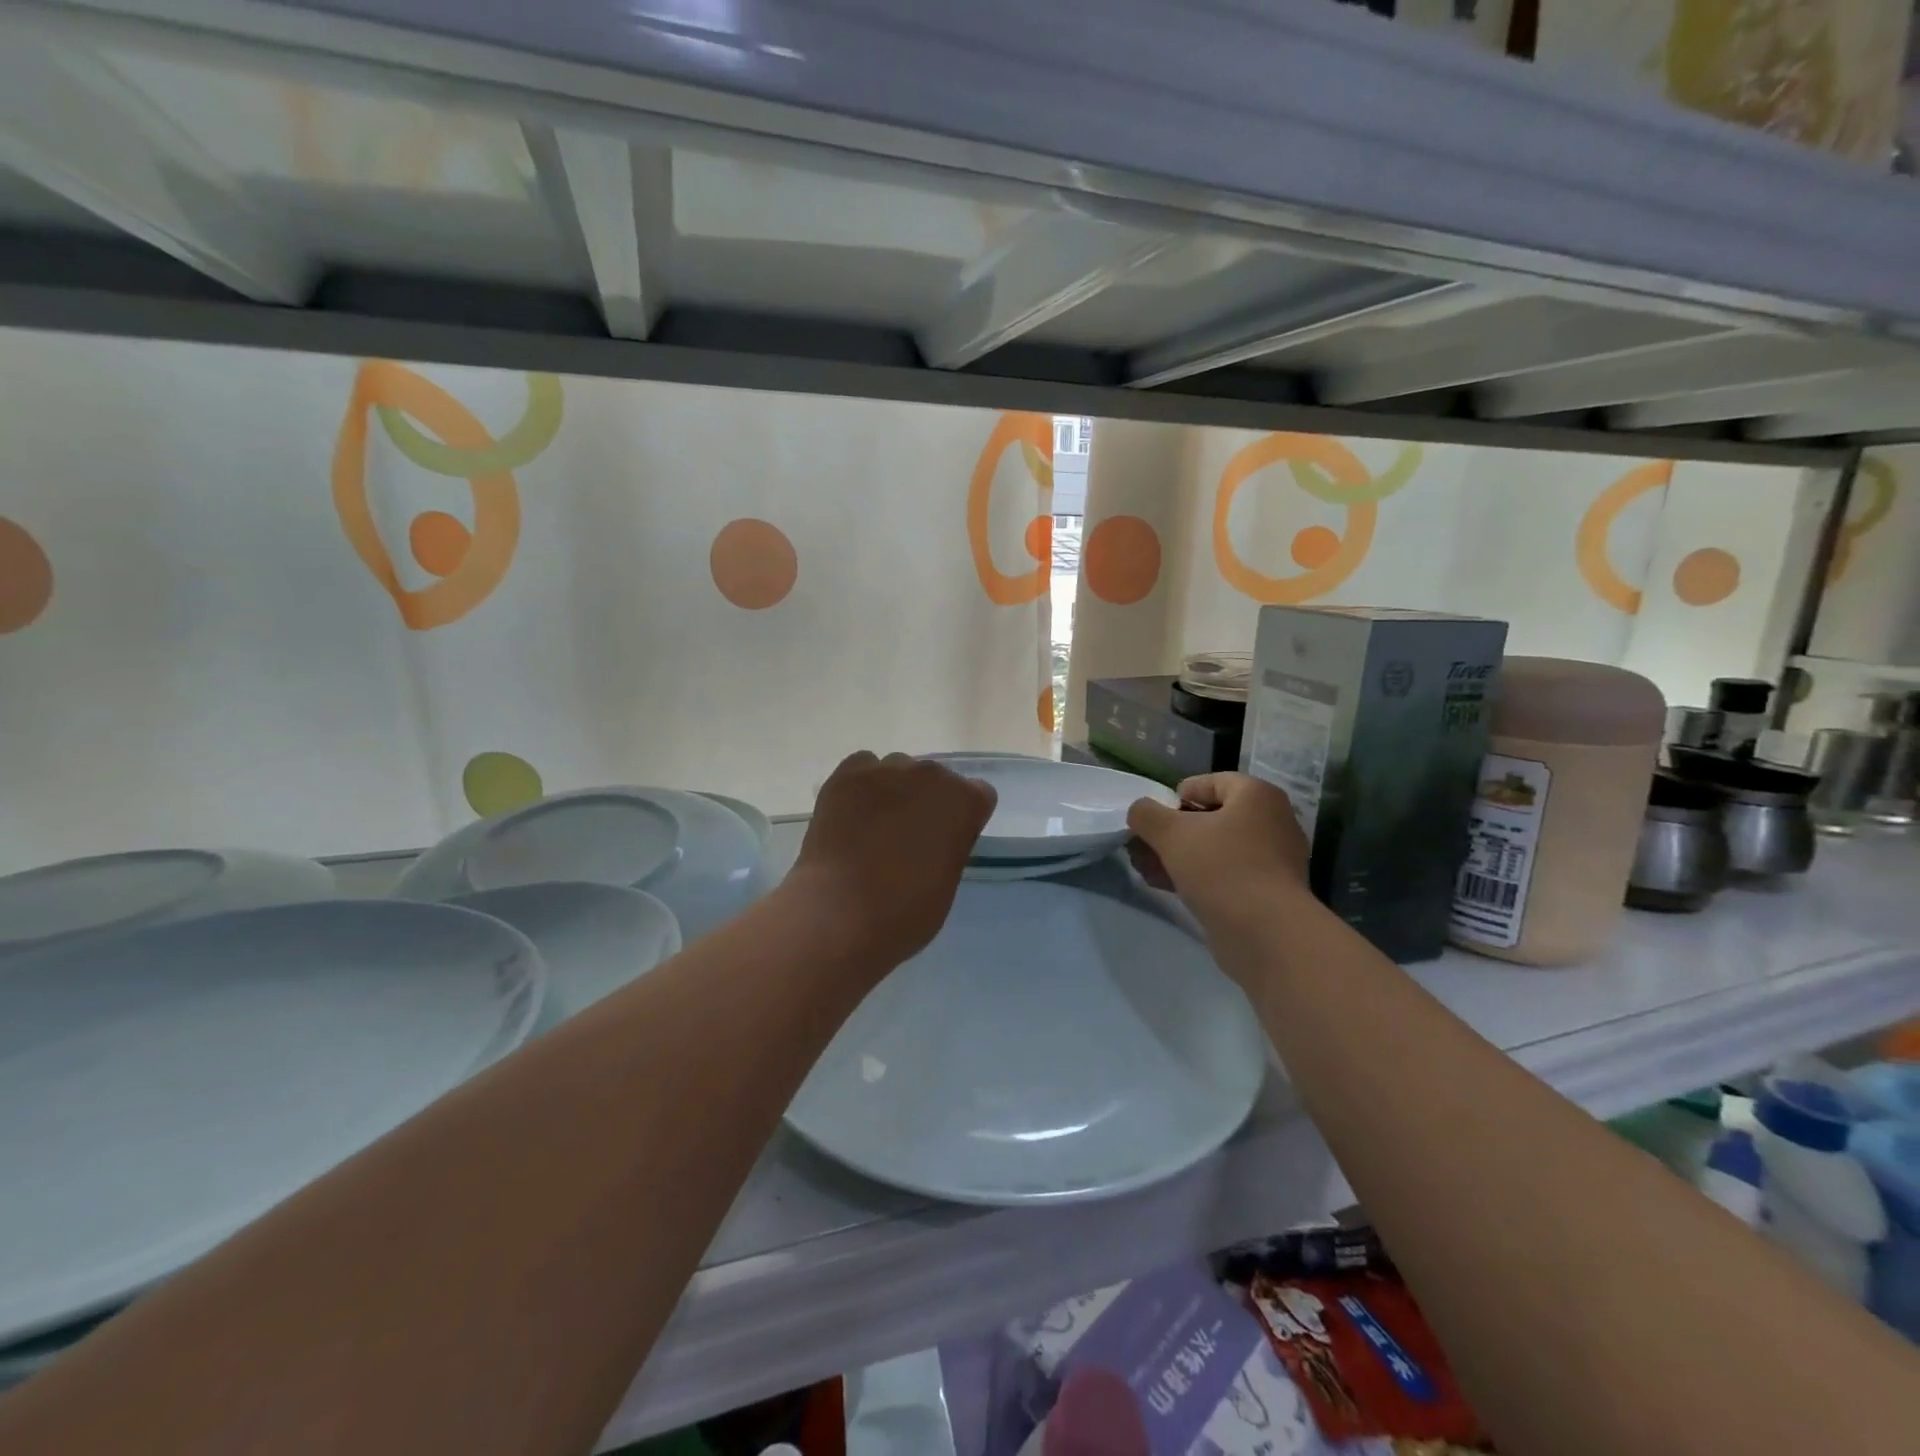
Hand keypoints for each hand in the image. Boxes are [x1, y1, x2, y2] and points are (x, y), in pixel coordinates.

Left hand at [789, 751, 997, 967]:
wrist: (842, 913)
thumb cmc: (906, 911)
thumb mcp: (947, 880)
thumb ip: (949, 844)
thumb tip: (932, 838)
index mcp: (965, 802)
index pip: (976, 795)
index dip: (960, 817)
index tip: (945, 840)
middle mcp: (930, 775)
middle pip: (934, 778)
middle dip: (925, 801)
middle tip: (905, 836)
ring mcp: (886, 771)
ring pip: (897, 770)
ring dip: (892, 791)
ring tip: (872, 826)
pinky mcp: (847, 775)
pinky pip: (862, 768)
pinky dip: (860, 786)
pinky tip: (851, 814)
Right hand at [1126, 773, 1308, 930]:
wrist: (1265, 933)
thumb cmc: (1220, 867)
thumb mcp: (1170, 833)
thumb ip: (1146, 814)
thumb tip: (1140, 812)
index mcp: (1257, 796)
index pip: (1211, 782)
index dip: (1177, 796)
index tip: (1154, 818)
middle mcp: (1272, 822)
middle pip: (1211, 818)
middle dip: (1171, 832)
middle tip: (1143, 846)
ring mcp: (1272, 860)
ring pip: (1214, 849)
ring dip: (1178, 856)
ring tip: (1146, 869)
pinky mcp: (1266, 893)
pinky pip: (1225, 875)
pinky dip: (1196, 877)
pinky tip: (1165, 887)